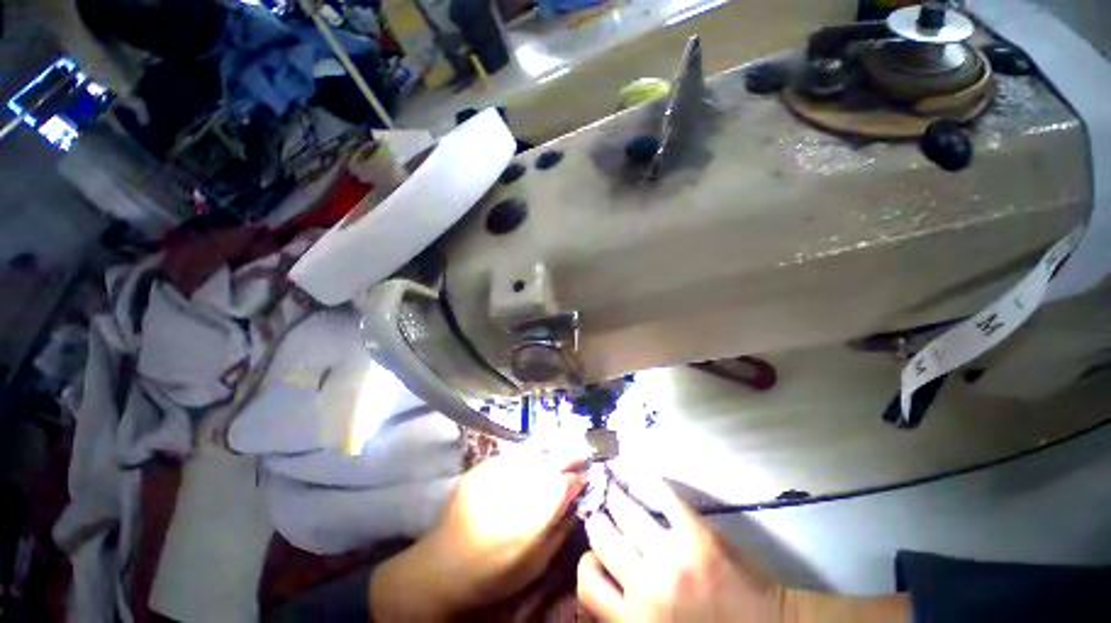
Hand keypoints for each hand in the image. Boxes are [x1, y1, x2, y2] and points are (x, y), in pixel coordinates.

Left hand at [371, 450, 585, 619]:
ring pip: (532, 451)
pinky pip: (513, 453)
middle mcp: (513, 491)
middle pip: (549, 462)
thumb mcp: (535, 565)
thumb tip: (578, 502)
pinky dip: (529, 451)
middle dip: (569, 454)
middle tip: (581, 453)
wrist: (442, 566)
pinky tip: (536, 452)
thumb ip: (559, 530)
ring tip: (563, 447)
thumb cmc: (494, 574)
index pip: (562, 485)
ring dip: (551, 448)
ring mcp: (495, 475)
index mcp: (529, 520)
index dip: (577, 477)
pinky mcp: (481, 468)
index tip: (586, 475)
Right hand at [577, 472, 783, 621]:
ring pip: (624, 509)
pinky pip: (660, 493)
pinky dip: (645, 479)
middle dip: (598, 518)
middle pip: (601, 535)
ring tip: (613, 486)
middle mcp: (647, 588)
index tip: (595, 549)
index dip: (588, 559)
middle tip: (601, 509)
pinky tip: (637, 474)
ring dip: (615, 494)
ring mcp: (673, 557)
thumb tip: (601, 577)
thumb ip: (626, 615)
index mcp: (635, 622)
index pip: (587, 580)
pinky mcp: (696, 533)